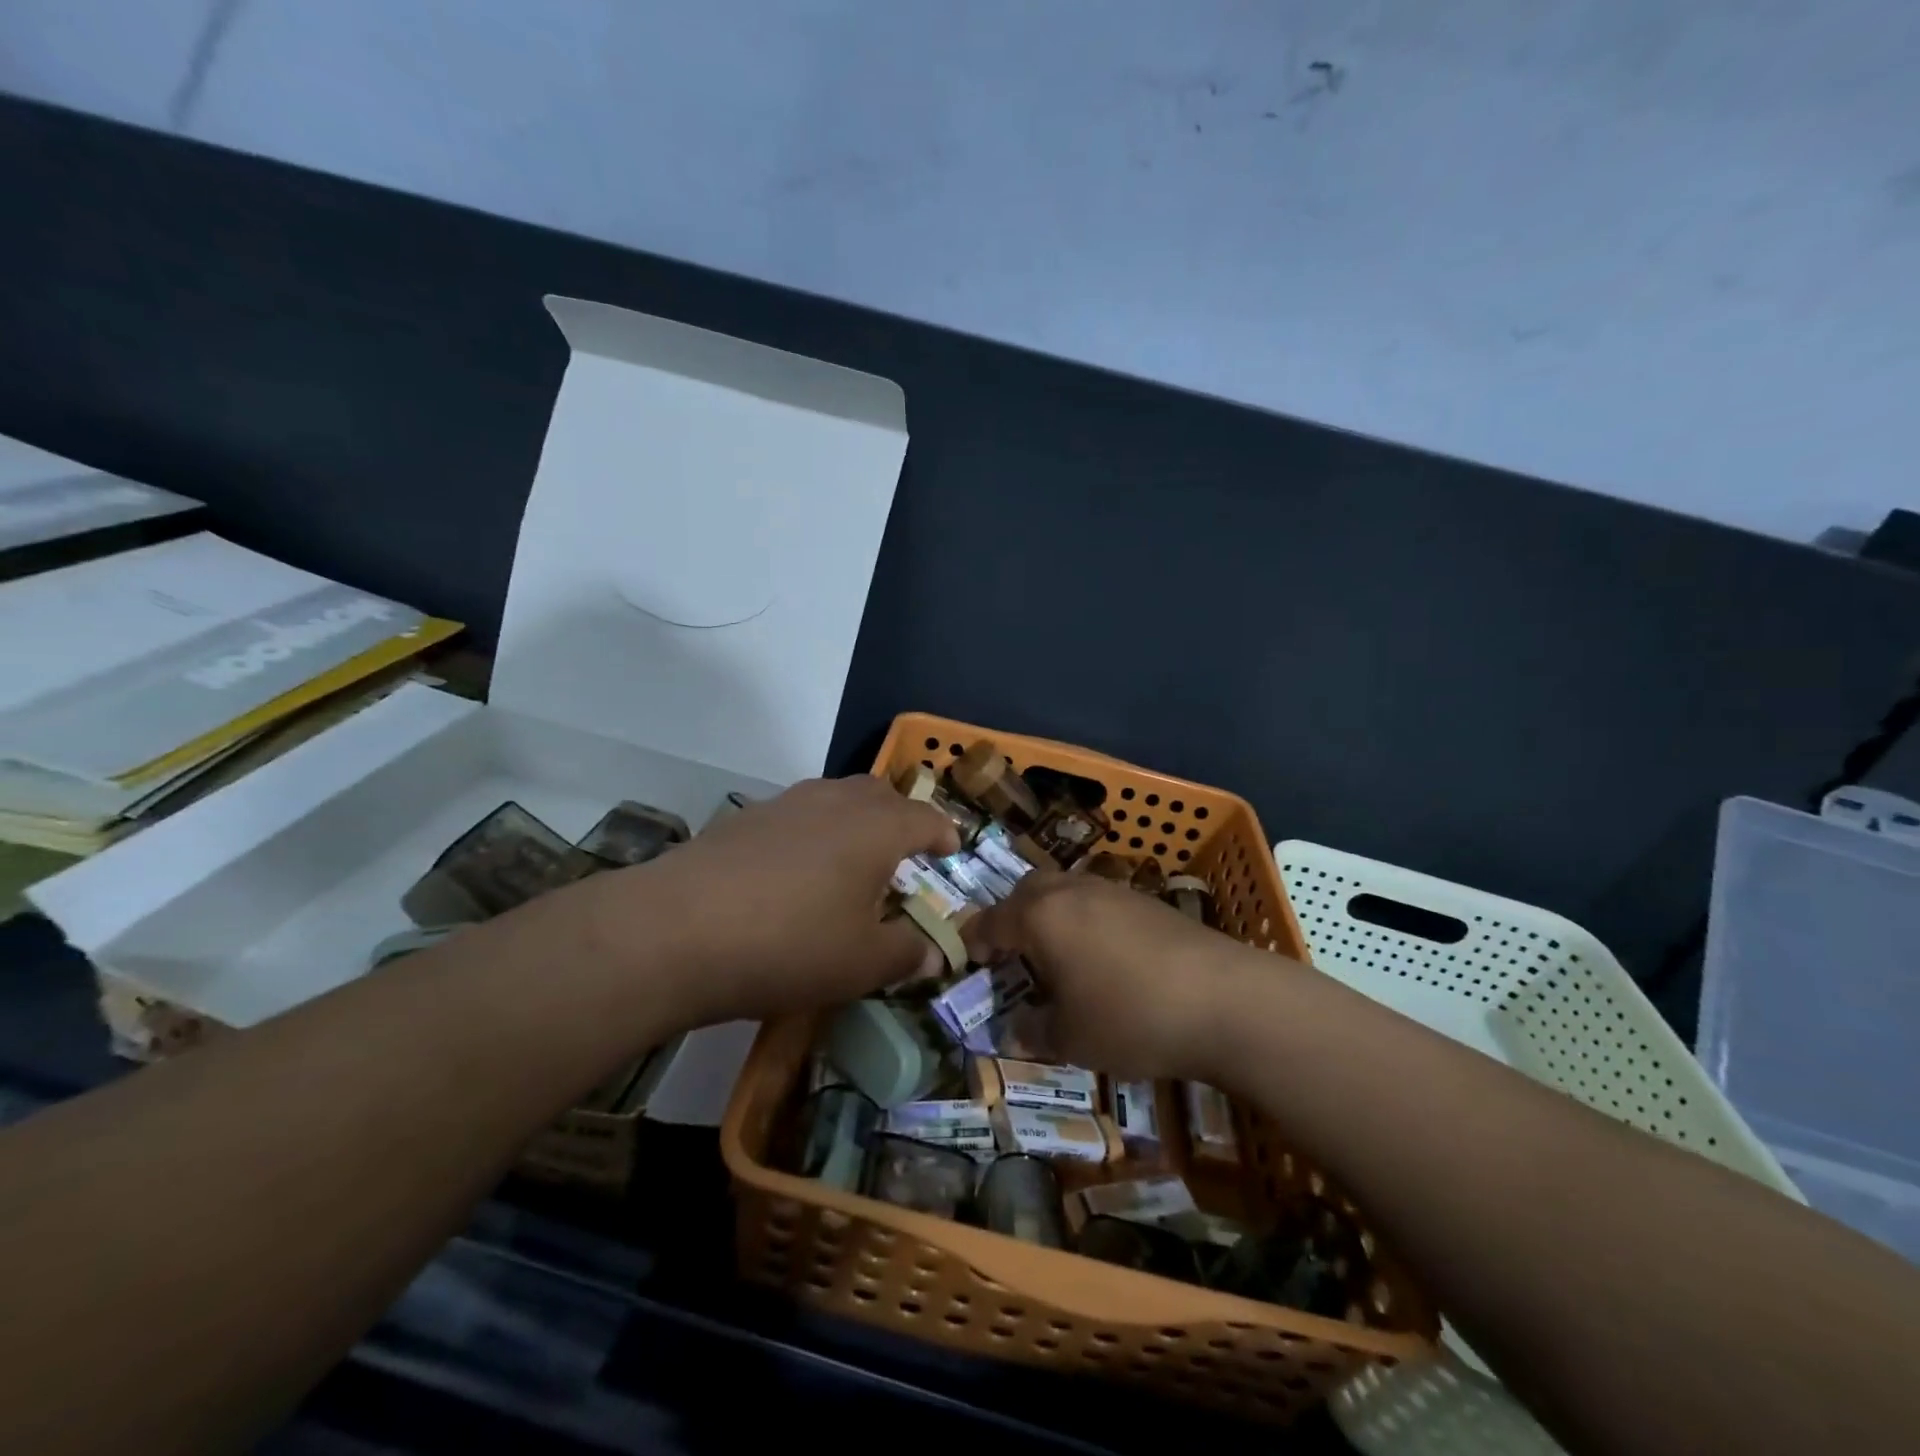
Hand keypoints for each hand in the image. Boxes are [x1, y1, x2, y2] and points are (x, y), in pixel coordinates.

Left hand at [590, 776, 958, 1025]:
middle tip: (903, 856)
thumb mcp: (861, 964)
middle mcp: (835, 801)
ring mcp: (785, 804)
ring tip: (850, 864)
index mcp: (877, 827)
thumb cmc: (789, 944)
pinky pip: (796, 816)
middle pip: (880, 795)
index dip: (943, 834)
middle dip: (899, 819)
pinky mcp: (744, 819)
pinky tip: (794, 875)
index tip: (950, 851)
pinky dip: (811, 835)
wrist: (675, 930)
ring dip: (853, 823)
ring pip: (835, 799)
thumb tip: (934, 953)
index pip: (926, 817)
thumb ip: (906, 954)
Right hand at [963, 872, 1271, 1079]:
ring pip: (1065, 889)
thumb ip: (1034, 1031)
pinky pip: (1098, 900)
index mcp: (1041, 916)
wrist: (1225, 999)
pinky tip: (1104, 956)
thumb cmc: (1131, 1017)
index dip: (974, 941)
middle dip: (1012, 917)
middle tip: (1013, 954)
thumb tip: (1014, 1030)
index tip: (969, 961)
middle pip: (1026, 891)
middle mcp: (1071, 890)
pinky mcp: (1147, 900)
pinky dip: (1085, 918)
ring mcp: (1113, 890)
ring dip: (1051, 914)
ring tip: (1058, 956)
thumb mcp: (1072, 1038)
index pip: (991, 921)